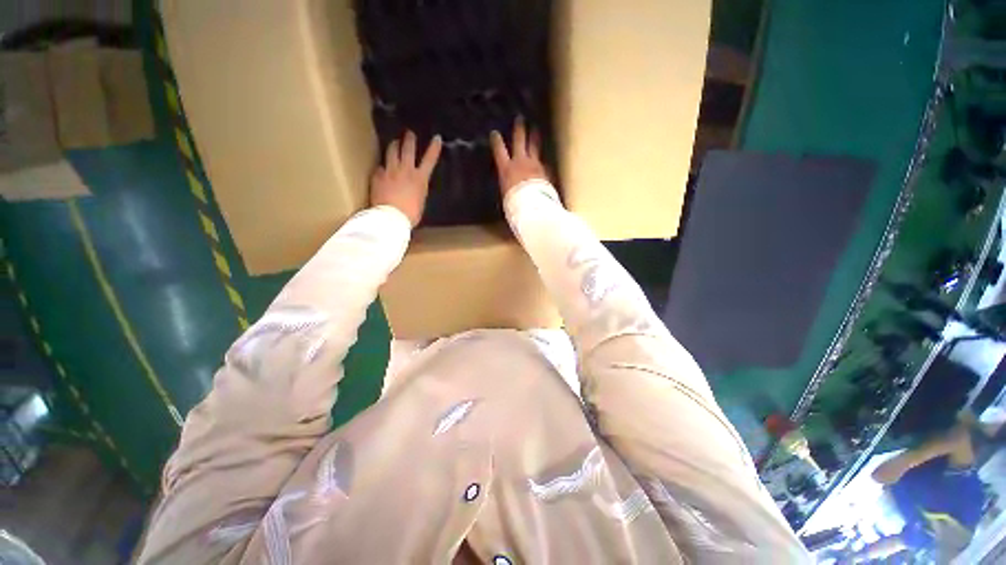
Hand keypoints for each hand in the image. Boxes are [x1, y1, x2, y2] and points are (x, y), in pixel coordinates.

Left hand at [371, 131, 442, 226]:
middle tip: (409, 133)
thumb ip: (417, 189)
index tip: (436, 138)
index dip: (434, 148)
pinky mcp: (377, 176)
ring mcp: (390, 171)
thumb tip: (413, 185)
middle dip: (409, 139)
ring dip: (394, 145)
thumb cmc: (411, 215)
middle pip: (408, 149)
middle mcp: (405, 170)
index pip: (430, 160)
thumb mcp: (420, 201)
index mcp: (420, 179)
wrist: (391, 218)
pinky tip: (382, 170)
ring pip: (391, 151)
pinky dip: (382, 167)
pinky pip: (380, 167)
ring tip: (394, 142)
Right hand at [490, 118, 547, 197]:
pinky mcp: (545, 171)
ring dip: (535, 138)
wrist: (532, 205)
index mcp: (506, 169)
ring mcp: (534, 165)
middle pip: (519, 141)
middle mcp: (520, 162)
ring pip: (534, 147)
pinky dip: (542, 161)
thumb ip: (508, 185)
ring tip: (536, 130)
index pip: (499, 151)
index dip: (497, 141)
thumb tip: (510, 185)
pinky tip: (545, 160)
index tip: (495, 133)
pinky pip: (543, 163)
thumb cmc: (514, 202)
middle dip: (519, 129)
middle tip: (520, 119)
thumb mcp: (506, 193)